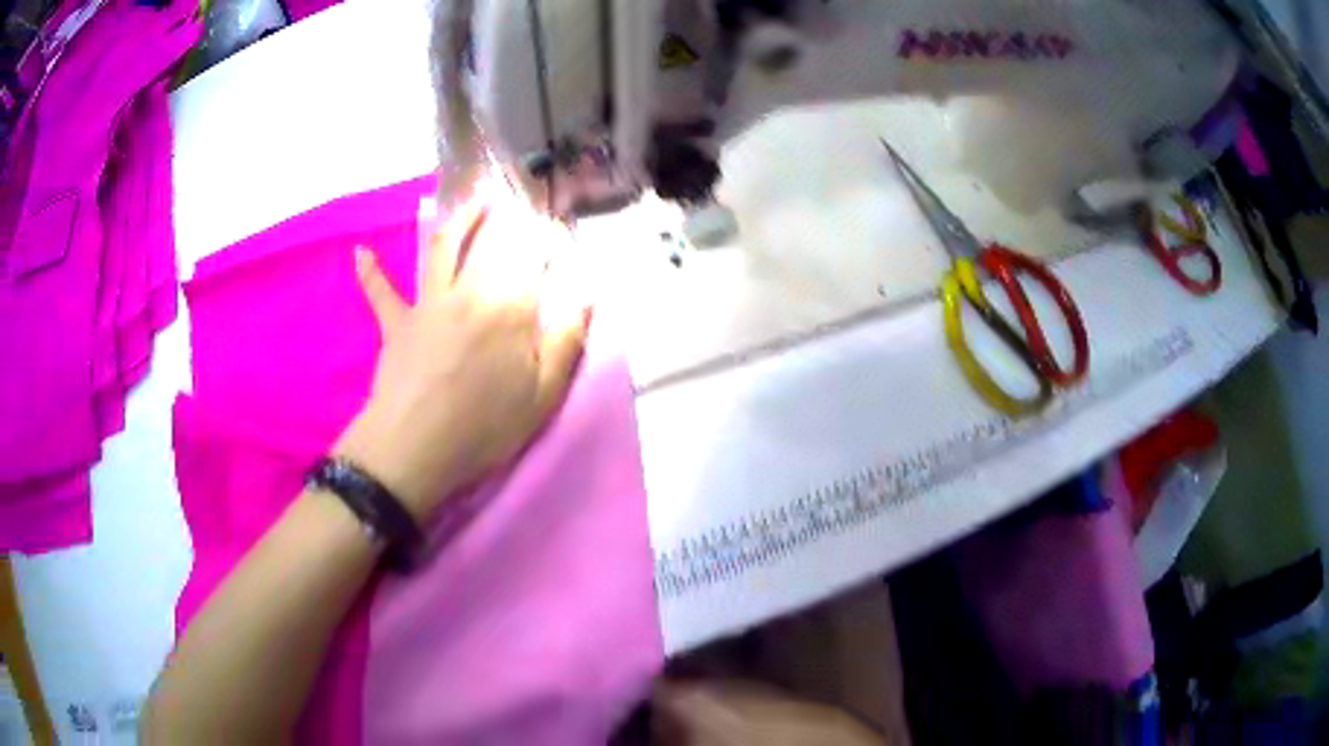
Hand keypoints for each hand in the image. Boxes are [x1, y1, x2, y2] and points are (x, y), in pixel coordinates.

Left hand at [336, 184, 589, 523]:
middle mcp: (470, 291)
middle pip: (491, 243)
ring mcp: (428, 303)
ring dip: (458, 220)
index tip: (558, 230)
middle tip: (519, 203)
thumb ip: (567, 342)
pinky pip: (381, 292)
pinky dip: (371, 273)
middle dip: (509, 218)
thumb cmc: (484, 427)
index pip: (534, 260)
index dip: (547, 240)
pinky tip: (359, 253)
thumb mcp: (542, 396)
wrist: (415, 447)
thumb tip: (586, 297)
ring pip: (442, 248)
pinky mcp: (396, 322)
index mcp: (510, 308)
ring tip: (472, 201)